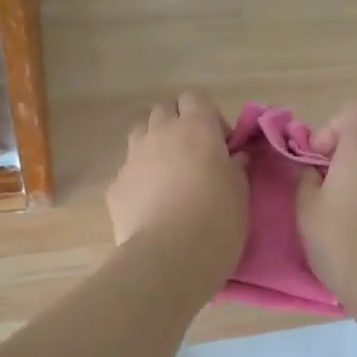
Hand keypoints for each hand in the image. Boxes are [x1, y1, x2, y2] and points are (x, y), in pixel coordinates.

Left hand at [107, 92, 249, 289]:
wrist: (169, 258)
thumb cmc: (217, 220)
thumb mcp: (241, 192)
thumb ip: (235, 167)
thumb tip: (233, 157)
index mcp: (196, 128)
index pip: (195, 98)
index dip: (208, 116)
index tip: (221, 144)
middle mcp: (160, 133)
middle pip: (163, 110)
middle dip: (178, 124)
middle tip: (194, 155)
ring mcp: (133, 158)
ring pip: (140, 133)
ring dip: (155, 144)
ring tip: (170, 175)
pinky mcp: (115, 186)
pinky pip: (128, 171)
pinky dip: (140, 179)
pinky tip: (152, 205)